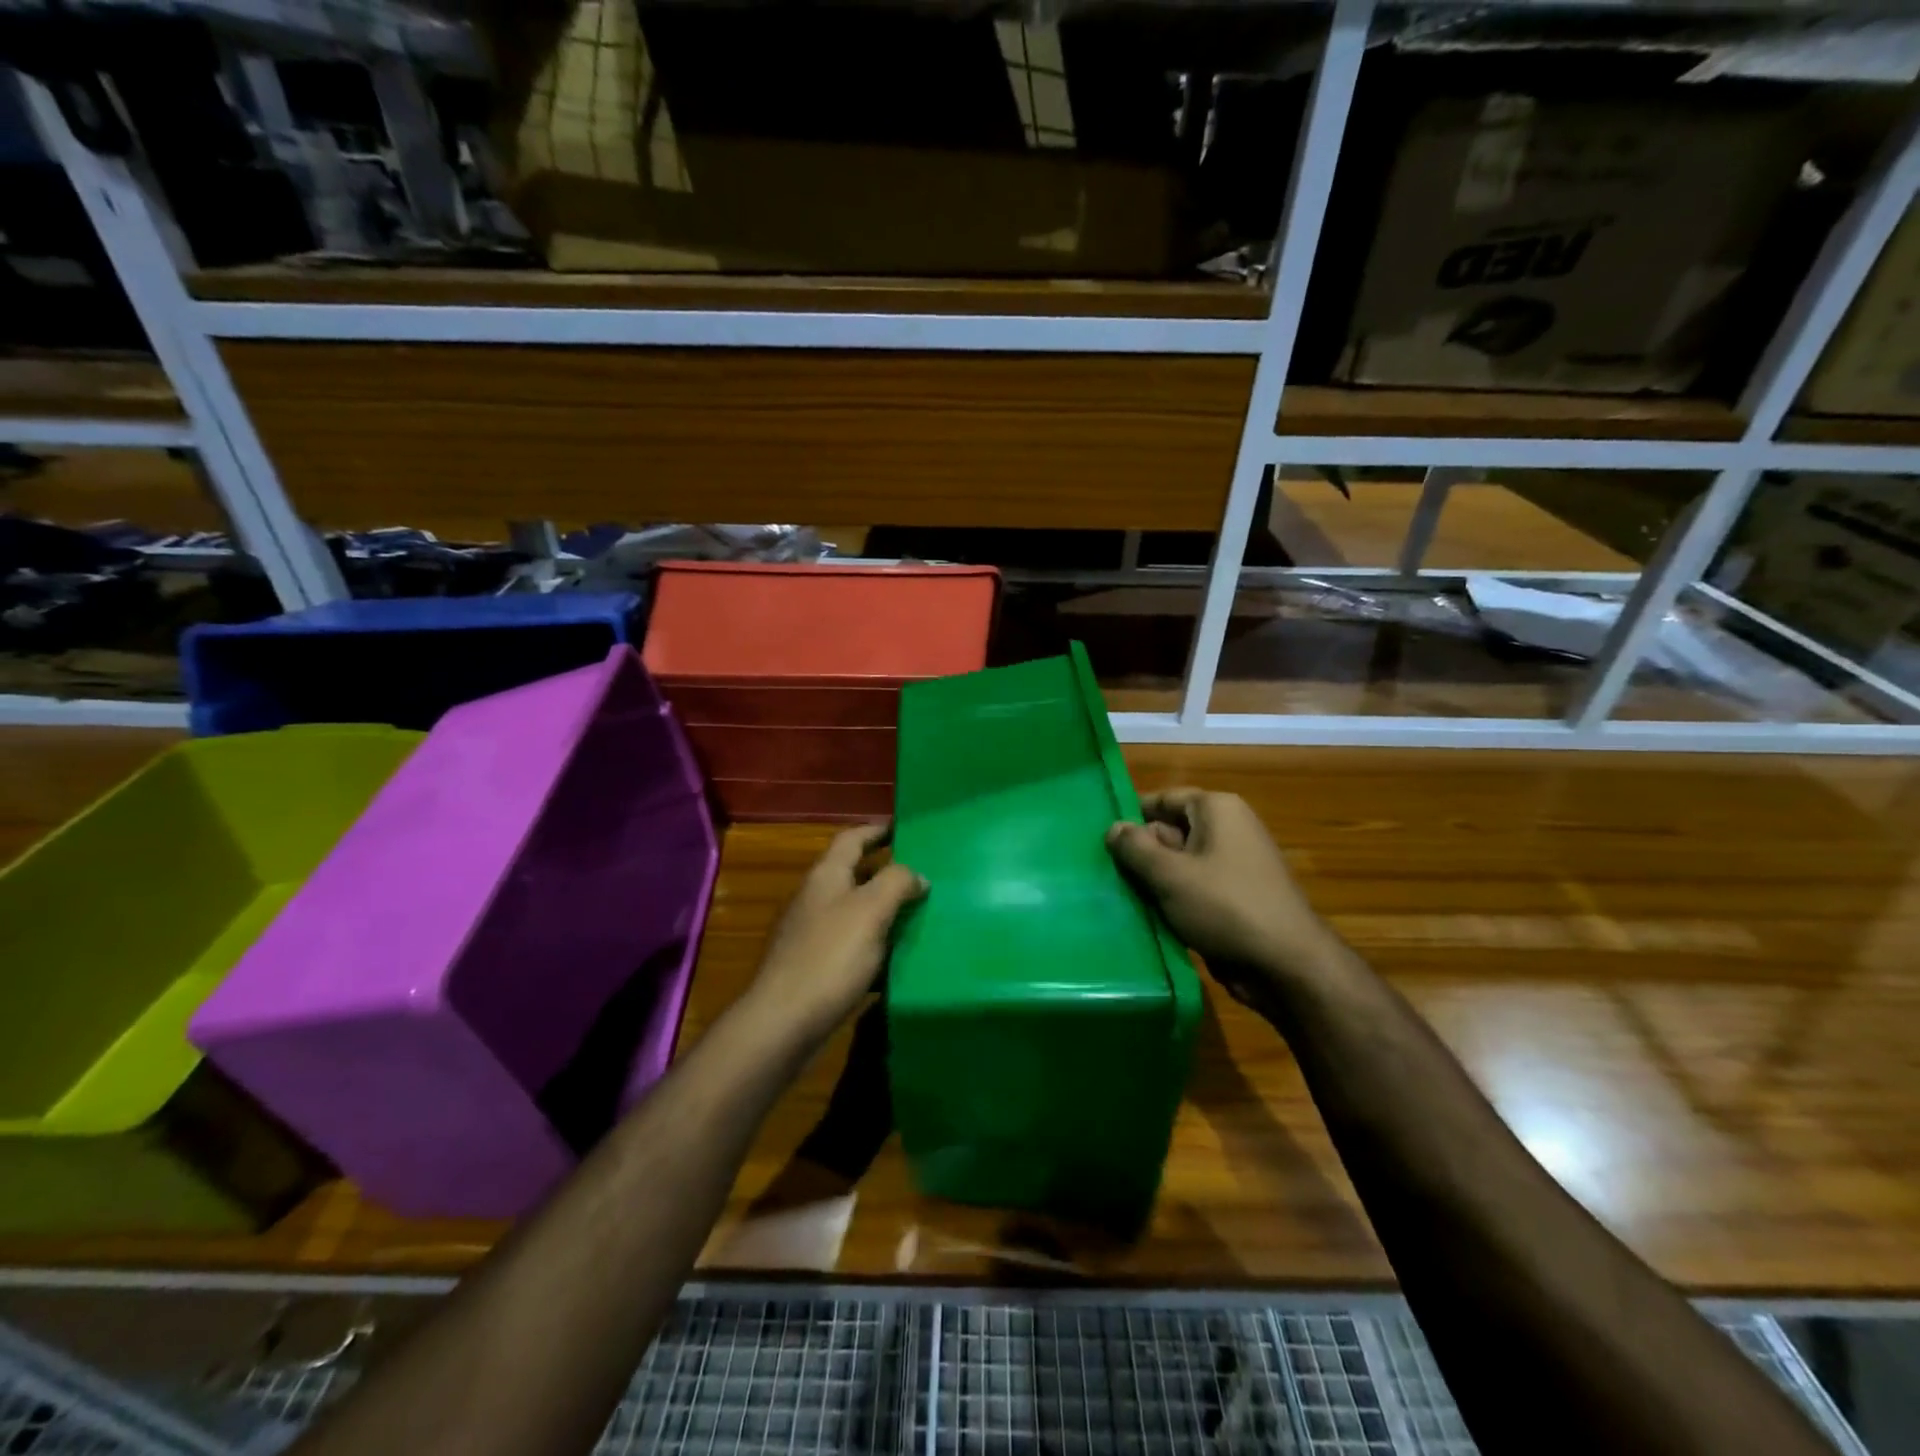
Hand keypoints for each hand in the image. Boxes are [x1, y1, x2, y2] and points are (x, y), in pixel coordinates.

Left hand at [745, 825, 926, 1050]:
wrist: (783, 1021)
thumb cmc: (830, 957)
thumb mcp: (871, 910)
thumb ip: (897, 883)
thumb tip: (917, 875)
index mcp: (826, 875)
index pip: (852, 838)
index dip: (877, 830)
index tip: (903, 828)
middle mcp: (814, 897)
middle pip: (852, 872)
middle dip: (884, 870)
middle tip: (921, 874)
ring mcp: (809, 932)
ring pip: (852, 909)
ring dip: (881, 908)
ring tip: (916, 914)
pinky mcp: (812, 965)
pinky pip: (849, 942)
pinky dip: (872, 941)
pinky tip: (893, 956)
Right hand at [1106, 788, 1335, 1003]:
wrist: (1286, 966)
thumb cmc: (1226, 907)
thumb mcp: (1170, 874)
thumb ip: (1135, 848)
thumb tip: (1113, 827)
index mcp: (1217, 810)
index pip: (1163, 799)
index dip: (1131, 815)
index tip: (1098, 837)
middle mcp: (1227, 830)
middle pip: (1169, 831)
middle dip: (1139, 853)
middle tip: (1102, 873)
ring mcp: (1232, 866)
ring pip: (1178, 864)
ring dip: (1152, 881)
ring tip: (1116, 896)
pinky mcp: (1233, 898)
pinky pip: (1192, 889)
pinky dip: (1171, 900)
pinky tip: (1145, 917)